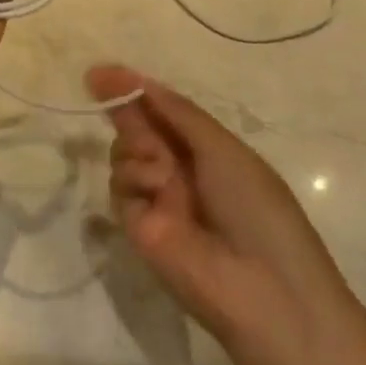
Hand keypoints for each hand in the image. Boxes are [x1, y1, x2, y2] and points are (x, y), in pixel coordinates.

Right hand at [88, 65, 353, 343]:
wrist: (265, 291)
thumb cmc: (256, 208)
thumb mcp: (223, 148)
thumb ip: (178, 112)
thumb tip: (139, 82)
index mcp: (207, 150)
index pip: (163, 113)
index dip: (135, 90)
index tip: (101, 73)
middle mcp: (179, 171)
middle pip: (138, 128)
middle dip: (124, 107)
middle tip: (100, 84)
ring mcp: (157, 200)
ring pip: (123, 152)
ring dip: (138, 147)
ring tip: (165, 171)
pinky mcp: (138, 228)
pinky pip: (121, 186)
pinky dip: (135, 179)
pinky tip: (158, 192)